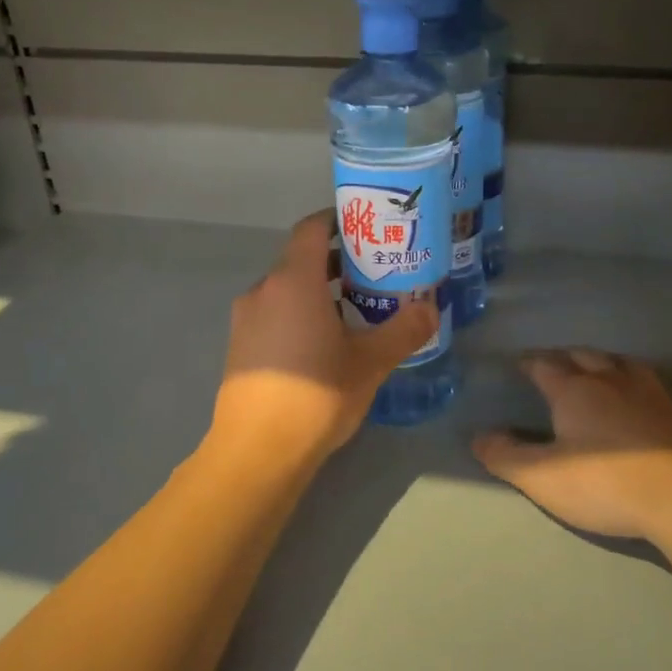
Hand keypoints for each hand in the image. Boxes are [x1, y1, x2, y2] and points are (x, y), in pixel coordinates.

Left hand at [212, 211, 437, 467]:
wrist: (258, 450)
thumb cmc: (316, 394)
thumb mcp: (371, 362)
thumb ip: (403, 331)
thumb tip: (431, 310)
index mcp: (294, 281)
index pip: (312, 228)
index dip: (338, 220)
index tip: (367, 226)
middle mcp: (264, 290)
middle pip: (301, 259)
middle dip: (337, 260)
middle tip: (375, 271)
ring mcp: (246, 318)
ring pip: (287, 288)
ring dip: (318, 289)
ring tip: (355, 307)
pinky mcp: (240, 345)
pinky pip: (274, 312)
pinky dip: (299, 312)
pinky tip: (324, 342)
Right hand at [474, 348, 671, 541]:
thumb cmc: (605, 482)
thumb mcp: (542, 477)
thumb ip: (506, 456)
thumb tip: (478, 435)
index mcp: (573, 389)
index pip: (544, 365)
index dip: (529, 363)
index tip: (519, 363)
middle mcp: (610, 379)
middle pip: (582, 355)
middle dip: (564, 357)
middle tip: (553, 364)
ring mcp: (648, 392)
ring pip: (617, 362)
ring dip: (600, 361)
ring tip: (594, 368)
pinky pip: (645, 380)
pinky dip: (630, 378)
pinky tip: (635, 393)